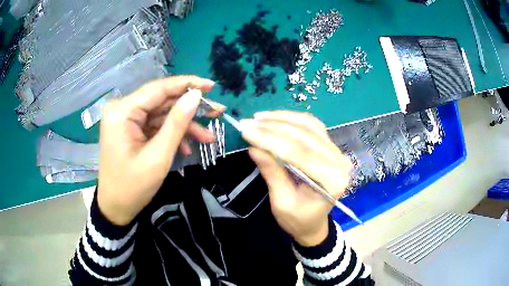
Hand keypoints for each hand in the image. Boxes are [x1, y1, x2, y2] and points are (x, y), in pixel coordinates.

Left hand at [98, 76, 220, 225]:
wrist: (116, 208)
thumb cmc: (133, 187)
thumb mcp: (158, 156)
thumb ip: (177, 123)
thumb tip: (196, 96)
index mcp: (122, 111)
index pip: (158, 89)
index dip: (187, 84)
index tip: (211, 86)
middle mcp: (122, 109)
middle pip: (161, 101)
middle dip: (189, 109)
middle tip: (217, 112)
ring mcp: (126, 120)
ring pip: (161, 115)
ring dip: (184, 126)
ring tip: (208, 138)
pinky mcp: (130, 130)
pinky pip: (155, 126)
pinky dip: (171, 135)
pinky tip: (187, 148)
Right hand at [240, 111, 351, 245]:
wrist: (313, 223)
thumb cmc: (298, 219)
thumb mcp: (282, 202)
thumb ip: (272, 173)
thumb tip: (254, 147)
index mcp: (332, 181)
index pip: (300, 153)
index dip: (271, 140)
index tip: (246, 131)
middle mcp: (339, 161)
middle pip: (305, 136)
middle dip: (273, 127)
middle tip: (248, 123)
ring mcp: (337, 151)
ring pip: (309, 125)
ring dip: (282, 118)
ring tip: (258, 118)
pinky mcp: (330, 146)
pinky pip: (312, 126)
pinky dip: (292, 119)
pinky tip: (275, 118)